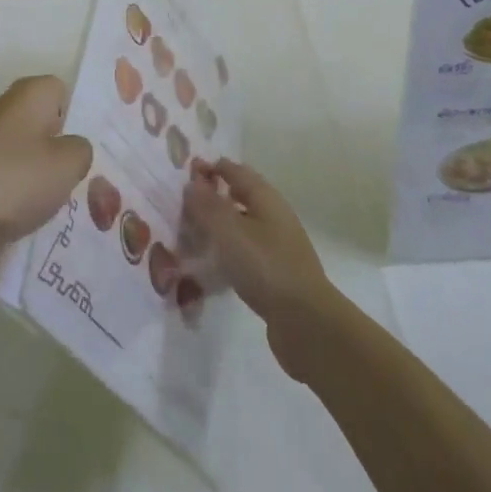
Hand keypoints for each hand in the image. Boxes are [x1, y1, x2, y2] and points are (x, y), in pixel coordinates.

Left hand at [0, 76, 92, 282]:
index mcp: (28, 94)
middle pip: (44, 124)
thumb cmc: (15, 180)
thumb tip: (72, 148)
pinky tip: (37, 222)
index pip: (62, 90)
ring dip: (43, 179)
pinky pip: (9, 183)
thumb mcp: (68, 163)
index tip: (96, 144)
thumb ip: (81, 150)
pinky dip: (21, 200)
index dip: (80, 114)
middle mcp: (4, 111)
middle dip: (63, 149)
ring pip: (27, 156)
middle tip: (89, 177)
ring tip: (67, 205)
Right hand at [183, 160, 335, 380]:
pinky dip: (228, 250)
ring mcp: (278, 246)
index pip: (235, 171)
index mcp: (265, 197)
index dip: (211, 168)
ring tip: (192, 233)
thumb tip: (192, 183)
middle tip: (184, 203)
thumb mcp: (228, 231)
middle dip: (214, 196)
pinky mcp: (276, 273)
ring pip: (242, 225)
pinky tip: (212, 264)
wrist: (306, 323)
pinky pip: (246, 251)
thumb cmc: (265, 266)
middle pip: (240, 196)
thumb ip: (207, 205)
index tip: (185, 173)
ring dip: (219, 225)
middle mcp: (274, 215)